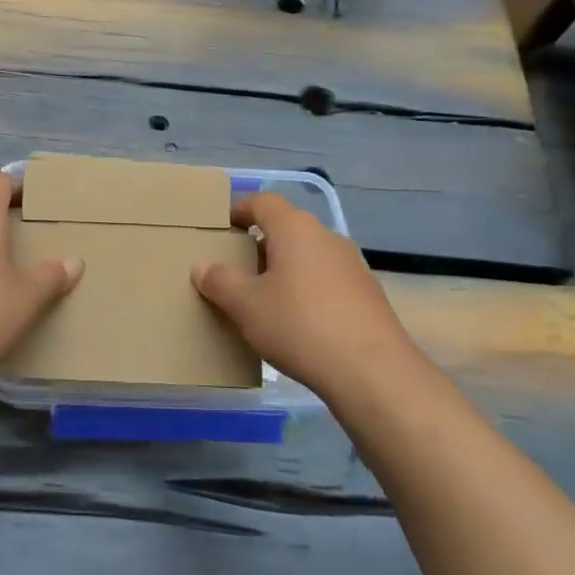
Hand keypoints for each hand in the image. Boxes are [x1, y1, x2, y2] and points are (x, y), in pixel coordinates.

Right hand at [191, 194, 421, 399]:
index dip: (239, 210)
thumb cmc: (299, 325)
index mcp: (295, 229)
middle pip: (287, 229)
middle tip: (235, 269)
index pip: (263, 202)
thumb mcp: (246, 305)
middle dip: (260, 245)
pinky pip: (326, 281)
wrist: (372, 372)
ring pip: (308, 256)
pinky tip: (297, 322)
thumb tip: (202, 265)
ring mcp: (352, 265)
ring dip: (284, 270)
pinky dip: (306, 290)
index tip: (221, 228)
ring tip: (263, 299)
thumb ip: (220, 281)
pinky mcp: (367, 295)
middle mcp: (327, 237)